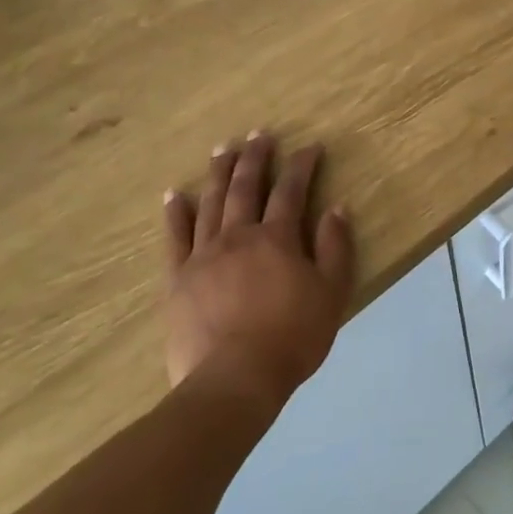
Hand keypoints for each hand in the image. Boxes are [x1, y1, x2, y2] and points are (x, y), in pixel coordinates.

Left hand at [162, 133, 355, 411]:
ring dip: (219, 173)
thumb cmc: (293, 337)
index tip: (310, 147)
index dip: (302, 166)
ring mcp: (203, 256)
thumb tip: (336, 208)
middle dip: (255, 158)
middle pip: (247, 187)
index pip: (292, 191)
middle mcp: (238, 236)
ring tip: (222, 149)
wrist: (235, 379)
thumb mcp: (331, 293)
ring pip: (211, 203)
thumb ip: (335, 248)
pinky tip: (176, 194)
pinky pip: (175, 237)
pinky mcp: (178, 279)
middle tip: (259, 134)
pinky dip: (176, 212)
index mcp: (277, 239)